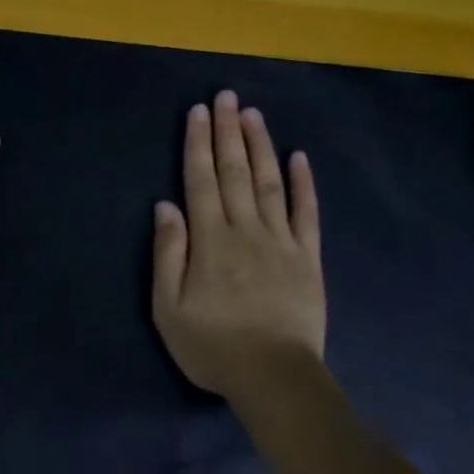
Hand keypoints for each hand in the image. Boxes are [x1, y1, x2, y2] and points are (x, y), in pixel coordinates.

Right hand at [152, 90, 324, 406]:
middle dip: (229, 132)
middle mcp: (246, 229)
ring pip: (270, 183)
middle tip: (227, 96)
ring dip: (261, 146)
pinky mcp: (308, 258)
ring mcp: (281, 241)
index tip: (200, 111)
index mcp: (210, 240)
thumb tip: (165, 206)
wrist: (275, 377)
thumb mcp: (169, 309)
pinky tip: (300, 157)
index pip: (200, 181)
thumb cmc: (214, 347)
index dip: (198, 143)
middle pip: (235, 172)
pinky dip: (304, 183)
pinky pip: (307, 213)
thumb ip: (167, 254)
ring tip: (254, 115)